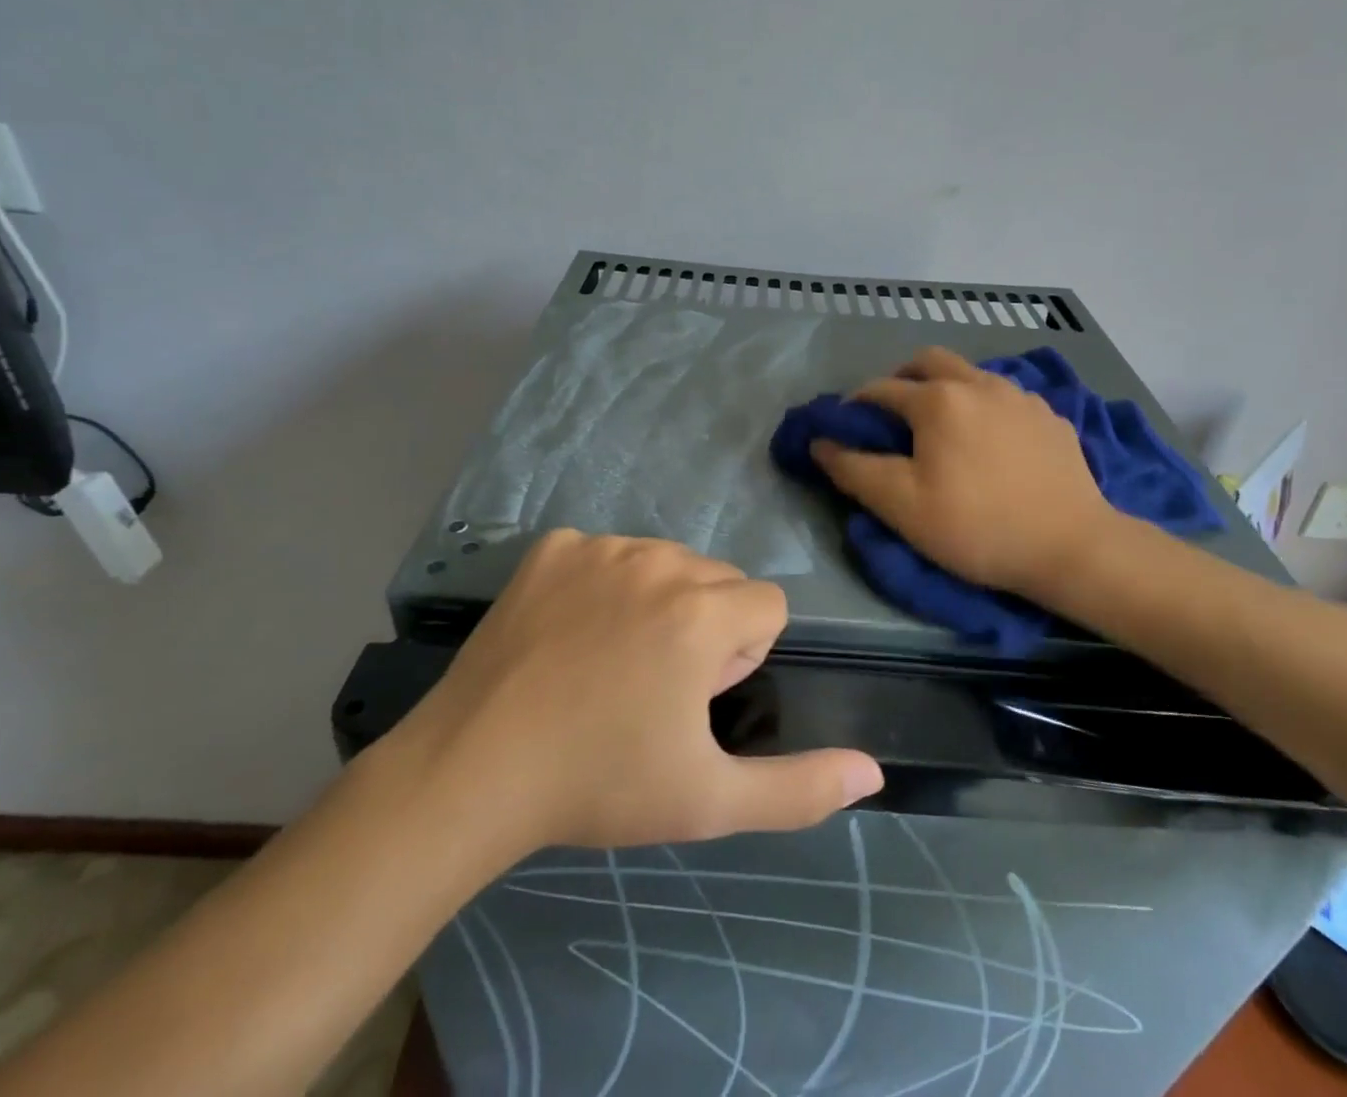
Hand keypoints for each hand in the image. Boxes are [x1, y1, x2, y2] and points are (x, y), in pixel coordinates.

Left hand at [396, 531, 882, 850]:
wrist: (474, 770)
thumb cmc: (600, 785)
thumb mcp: (709, 800)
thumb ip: (800, 787)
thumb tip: (873, 772)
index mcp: (703, 612)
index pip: (768, 605)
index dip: (744, 655)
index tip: (698, 698)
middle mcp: (659, 560)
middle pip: (719, 579)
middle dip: (707, 625)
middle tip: (654, 686)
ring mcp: (599, 546)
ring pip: (665, 561)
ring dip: (659, 601)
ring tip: (611, 662)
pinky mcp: (553, 547)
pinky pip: (604, 553)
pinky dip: (601, 584)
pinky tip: (568, 633)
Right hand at [810, 346, 1116, 600]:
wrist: (1073, 547)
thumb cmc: (977, 526)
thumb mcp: (901, 506)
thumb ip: (853, 469)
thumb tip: (820, 442)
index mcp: (937, 400)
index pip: (880, 389)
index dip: (855, 406)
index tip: (845, 429)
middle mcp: (978, 383)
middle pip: (928, 361)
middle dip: (901, 379)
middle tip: (893, 415)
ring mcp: (1020, 396)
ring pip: (970, 374)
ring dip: (945, 388)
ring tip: (942, 428)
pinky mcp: (1050, 416)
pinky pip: (1004, 397)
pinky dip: (983, 407)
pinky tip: (990, 442)